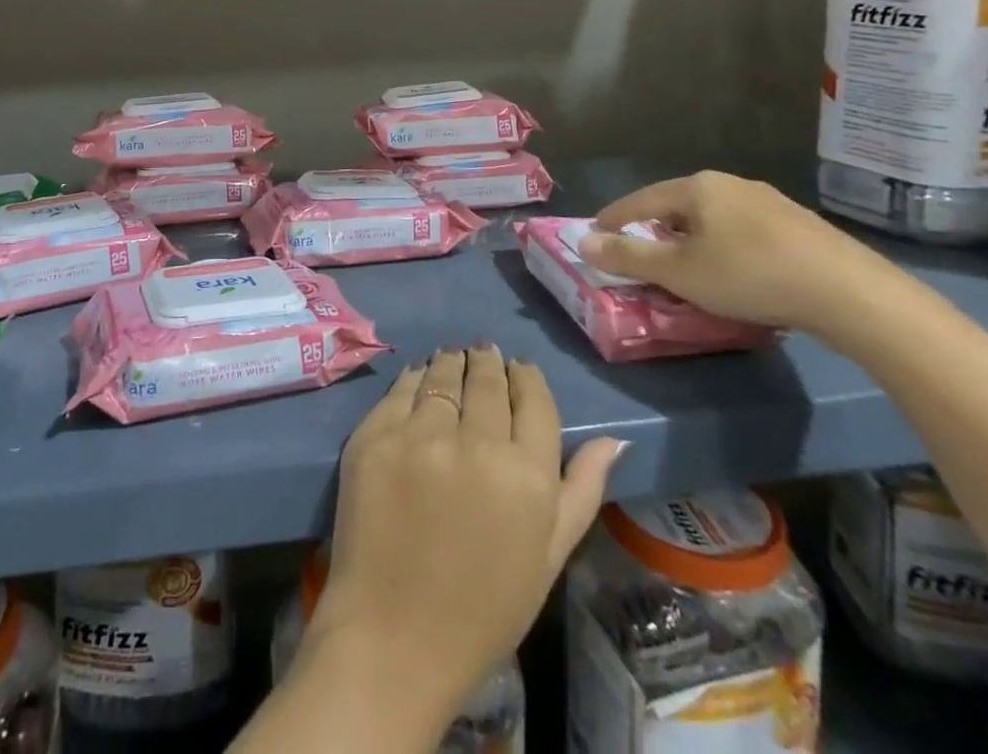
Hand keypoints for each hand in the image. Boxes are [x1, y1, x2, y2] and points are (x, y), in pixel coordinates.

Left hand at [304, 347, 624, 721]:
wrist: (394, 635)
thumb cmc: (483, 607)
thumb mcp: (548, 556)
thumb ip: (581, 490)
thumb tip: (613, 439)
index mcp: (527, 476)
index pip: (533, 400)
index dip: (527, 378)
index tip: (520, 368)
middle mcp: (474, 443)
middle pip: (486, 379)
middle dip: (489, 362)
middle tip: (485, 352)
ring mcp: (418, 435)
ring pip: (442, 375)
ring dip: (452, 362)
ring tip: (454, 357)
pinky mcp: (374, 434)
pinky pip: (400, 389)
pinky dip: (415, 378)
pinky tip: (420, 377)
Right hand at [586, 170, 911, 338]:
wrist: (853, 294)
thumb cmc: (751, 275)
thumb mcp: (679, 272)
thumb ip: (628, 257)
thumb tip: (584, 243)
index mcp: (697, 187)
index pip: (641, 200)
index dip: (614, 219)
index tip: (595, 234)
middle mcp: (732, 184)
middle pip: (678, 205)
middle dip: (655, 227)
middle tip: (639, 252)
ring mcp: (771, 202)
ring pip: (714, 217)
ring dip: (692, 238)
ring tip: (686, 264)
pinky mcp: (801, 225)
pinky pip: (745, 230)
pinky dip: (725, 246)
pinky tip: (735, 270)